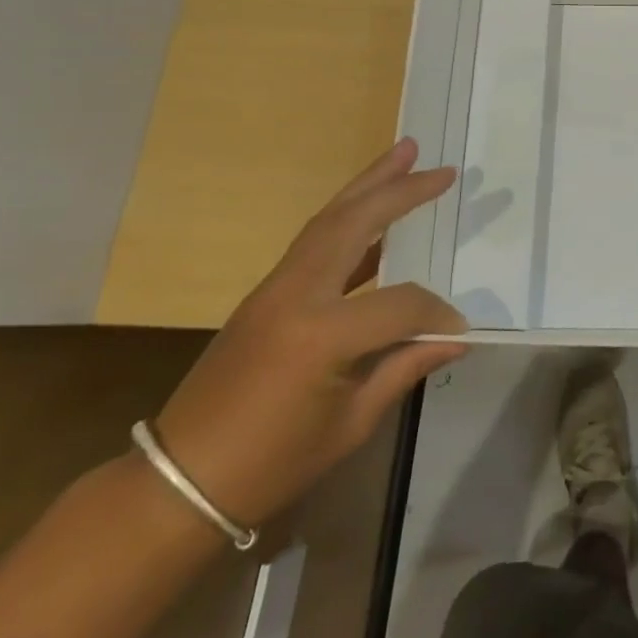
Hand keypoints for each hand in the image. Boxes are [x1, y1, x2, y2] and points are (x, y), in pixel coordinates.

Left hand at [152, 139, 466, 529]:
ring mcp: (275, 287)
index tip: (459, 328)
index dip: (437, 314)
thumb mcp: (350, 424)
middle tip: (440, 167)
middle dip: (400, 190)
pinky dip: (347, 217)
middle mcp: (297, 294)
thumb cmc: (271, 464)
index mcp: (322, 334)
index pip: (401, 303)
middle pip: (354, 223)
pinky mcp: (264, 292)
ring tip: (404, 154)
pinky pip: (313, 241)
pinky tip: (373, 213)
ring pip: (328, 219)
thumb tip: (456, 337)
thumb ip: (405, 367)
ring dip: (368, 185)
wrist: (179, 482)